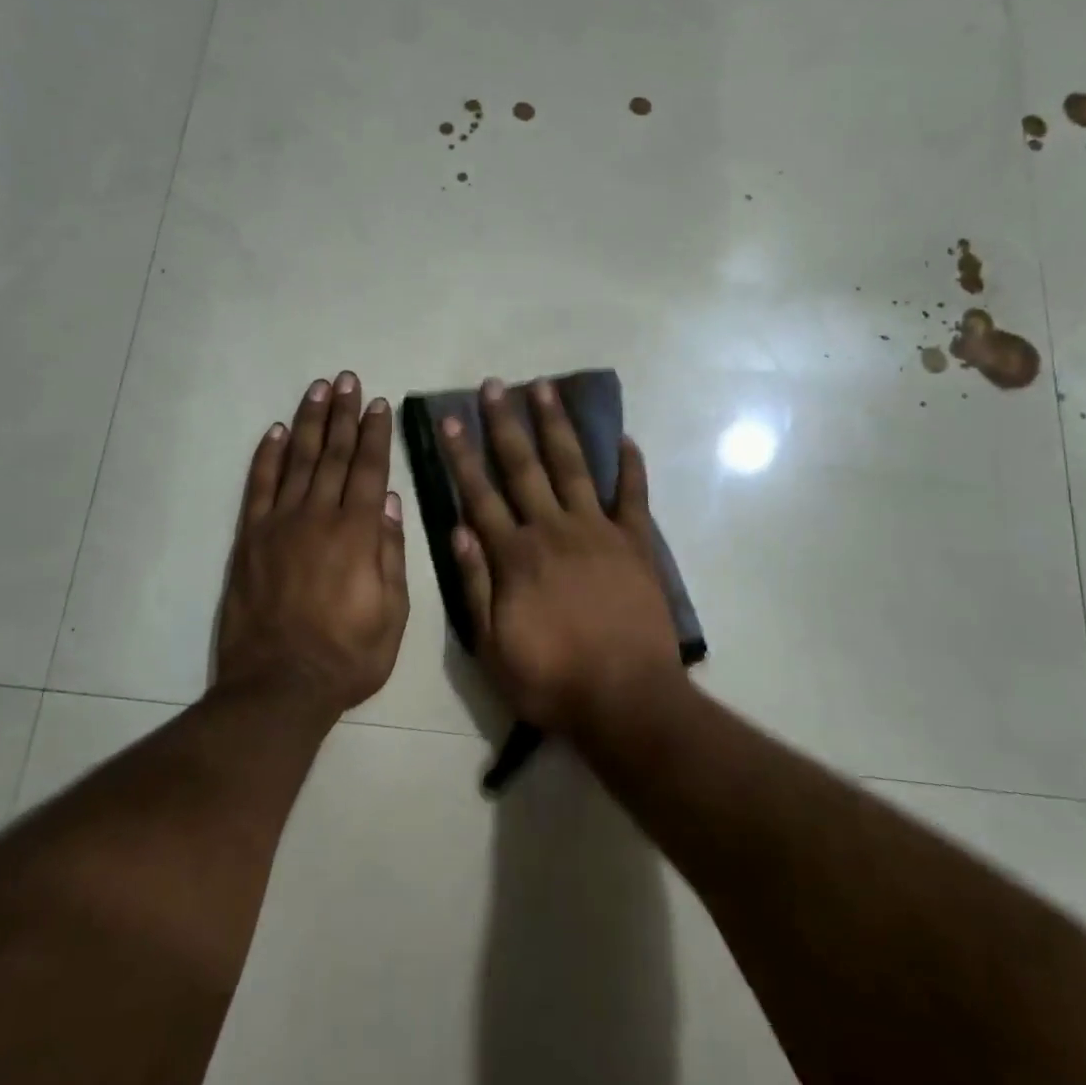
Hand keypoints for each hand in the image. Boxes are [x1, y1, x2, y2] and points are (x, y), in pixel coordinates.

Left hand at [215, 372, 409, 716]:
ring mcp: (279, 525)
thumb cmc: (348, 656)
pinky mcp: (250, 539)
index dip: (375, 434)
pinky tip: (277, 432)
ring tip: (319, 389)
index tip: (379, 404)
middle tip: (348, 380)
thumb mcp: (393, 614)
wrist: (278, 687)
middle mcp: (319, 517)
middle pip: (334, 455)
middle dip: (344, 415)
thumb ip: (392, 554)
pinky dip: (268, 457)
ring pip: (298, 461)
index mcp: (359, 534)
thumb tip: (391, 502)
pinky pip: (259, 487)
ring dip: (310, 422)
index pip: (370, 470)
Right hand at [439, 377, 681, 735]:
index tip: (450, 420)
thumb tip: (457, 528)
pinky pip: (633, 496)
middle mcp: (553, 530)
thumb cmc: (551, 679)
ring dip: (556, 426)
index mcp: (515, 555)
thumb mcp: (491, 646)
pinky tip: (624, 438)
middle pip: (524, 467)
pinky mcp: (636, 543)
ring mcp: (598, 531)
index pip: (480, 495)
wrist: (625, 699)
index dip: (462, 456)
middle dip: (504, 424)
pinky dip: (630, 466)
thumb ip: (473, 585)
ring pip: (573, 467)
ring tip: (545, 389)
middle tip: (494, 385)